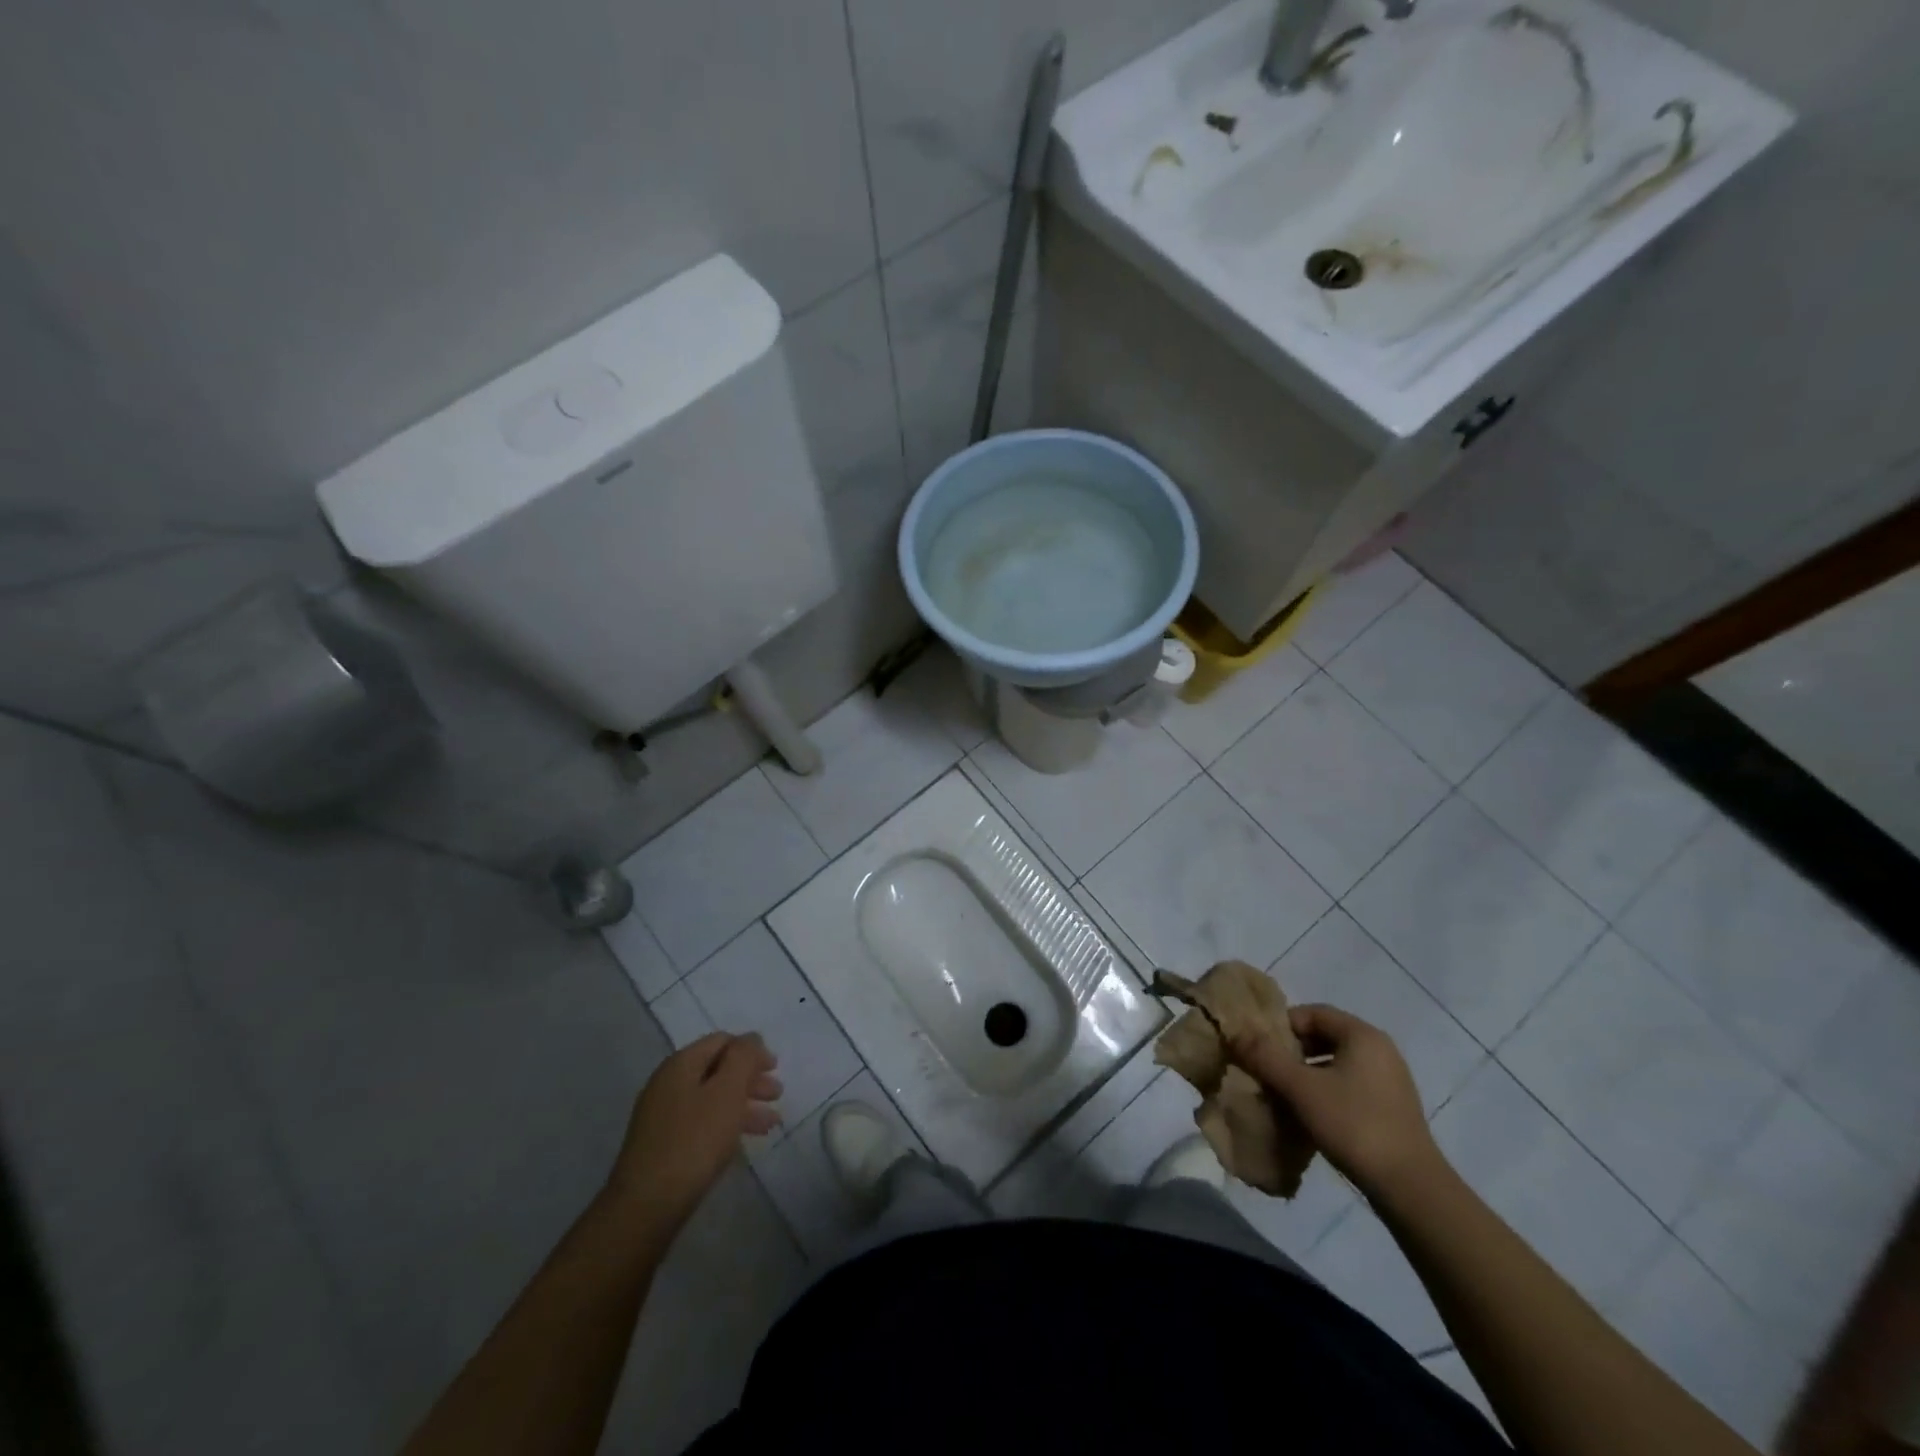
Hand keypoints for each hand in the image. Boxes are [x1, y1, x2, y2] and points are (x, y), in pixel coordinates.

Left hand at [603, 1033, 780, 1232]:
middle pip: (718, 1069)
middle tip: (777, 1094)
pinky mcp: (664, 1145)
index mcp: (681, 1064)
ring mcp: (663, 1116)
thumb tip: (751, 1038)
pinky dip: (727, 1124)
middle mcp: (668, 1083)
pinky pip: (703, 1122)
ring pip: (712, 1098)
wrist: (646, 1207)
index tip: (775, 1068)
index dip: (752, 1050)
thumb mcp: (727, 1092)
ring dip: (744, 1104)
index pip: (722, 1041)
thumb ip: (743, 1058)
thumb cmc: (694, 1141)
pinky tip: (744, 1140)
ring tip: (771, 1122)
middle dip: (750, 1079)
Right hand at [1230, 1004, 1442, 1199]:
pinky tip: (1310, 1115)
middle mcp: (1380, 1050)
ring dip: (1306, 1073)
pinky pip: (1350, 1085)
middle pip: (1324, 1036)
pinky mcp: (1392, 1108)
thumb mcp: (1300, 1087)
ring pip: (1336, 1063)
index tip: (1258, 1047)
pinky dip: (1326, 1091)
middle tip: (1266, 1070)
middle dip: (1292, 1051)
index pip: (1312, 1012)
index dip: (1281, 1025)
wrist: (1410, 1188)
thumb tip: (1235, 1031)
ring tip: (1283, 1094)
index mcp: (1362, 1035)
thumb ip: (1265, 1056)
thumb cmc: (1353, 1124)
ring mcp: (1390, 1080)